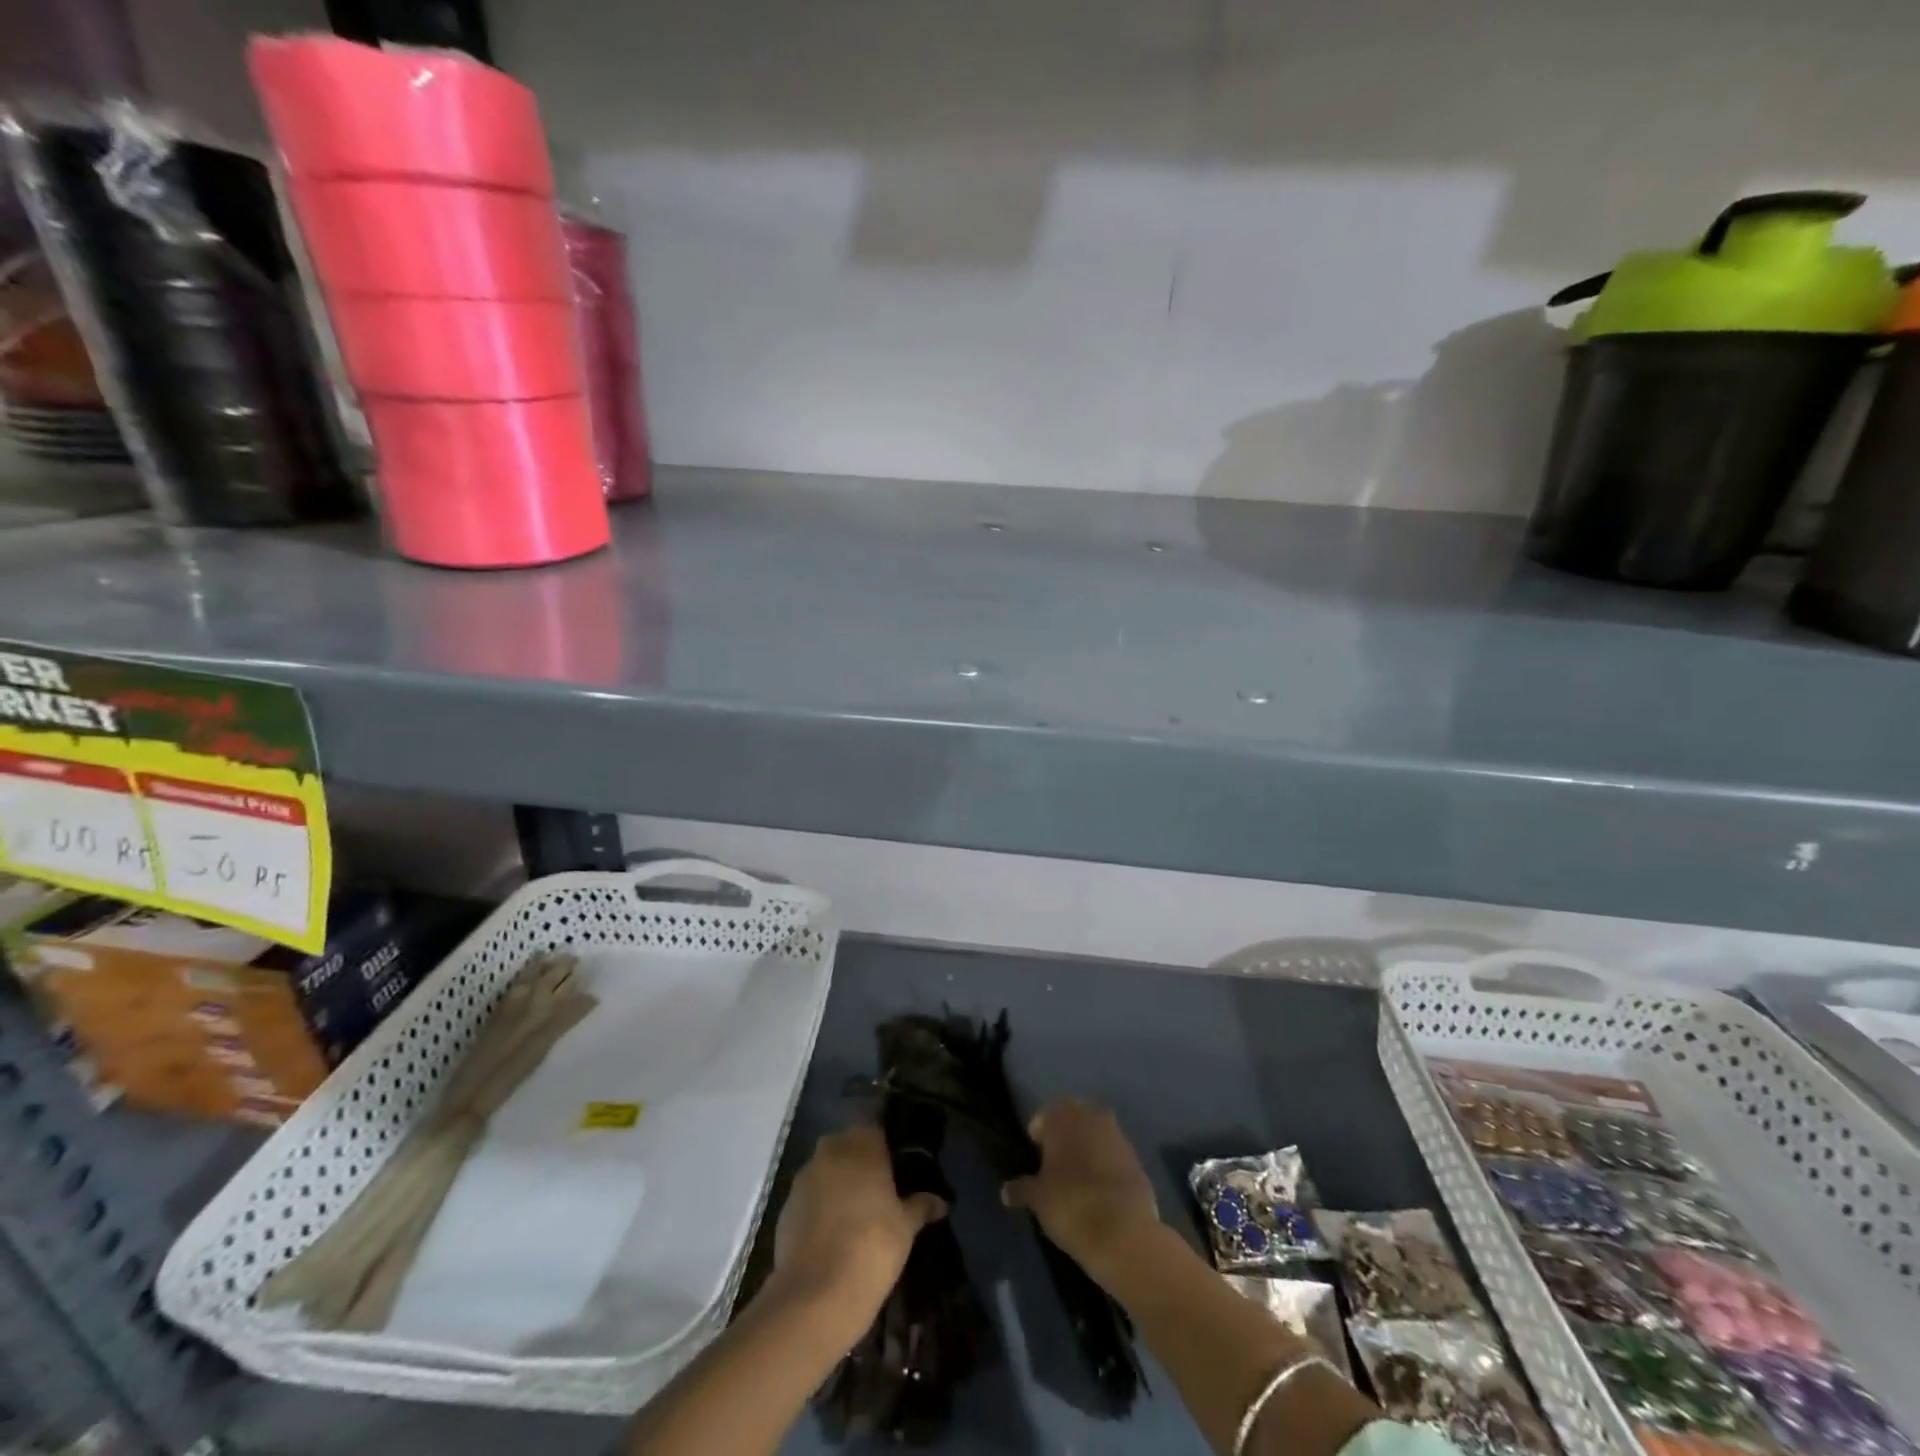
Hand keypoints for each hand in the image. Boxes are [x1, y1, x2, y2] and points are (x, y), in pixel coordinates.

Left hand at [770, 1125, 944, 1342]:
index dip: (887, 1150)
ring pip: (827, 1171)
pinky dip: (821, 1208)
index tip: (898, 1171)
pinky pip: (810, 1198)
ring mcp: (803, 1179)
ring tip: (857, 1215)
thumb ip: (920, 1207)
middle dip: (861, 1164)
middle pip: (849, 1147)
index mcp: (861, 1145)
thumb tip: (940, 1202)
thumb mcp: (906, 1228)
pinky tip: (834, 1235)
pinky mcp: (786, 1209)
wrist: (816, 1296)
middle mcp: (830, 1152)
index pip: (877, 1131)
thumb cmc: (872, 1247)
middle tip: (880, 1192)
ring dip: (839, 1185)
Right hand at [1001, 1098, 1160, 1277]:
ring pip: (1095, 1135)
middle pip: (1072, 1121)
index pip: (1044, 1118)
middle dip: (1064, 1137)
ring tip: (1078, 1180)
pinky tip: (1100, 1191)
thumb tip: (1005, 1191)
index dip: (1038, 1138)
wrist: (1124, 1233)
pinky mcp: (1137, 1159)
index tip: (1036, 1160)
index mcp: (1063, 1117)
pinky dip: (1105, 1165)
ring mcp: (1118, 1136)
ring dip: (1087, 1149)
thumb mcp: (1038, 1199)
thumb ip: (1021, 1189)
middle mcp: (1092, 1117)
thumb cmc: (1071, 1206)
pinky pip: (1114, 1155)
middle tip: (1055, 1166)